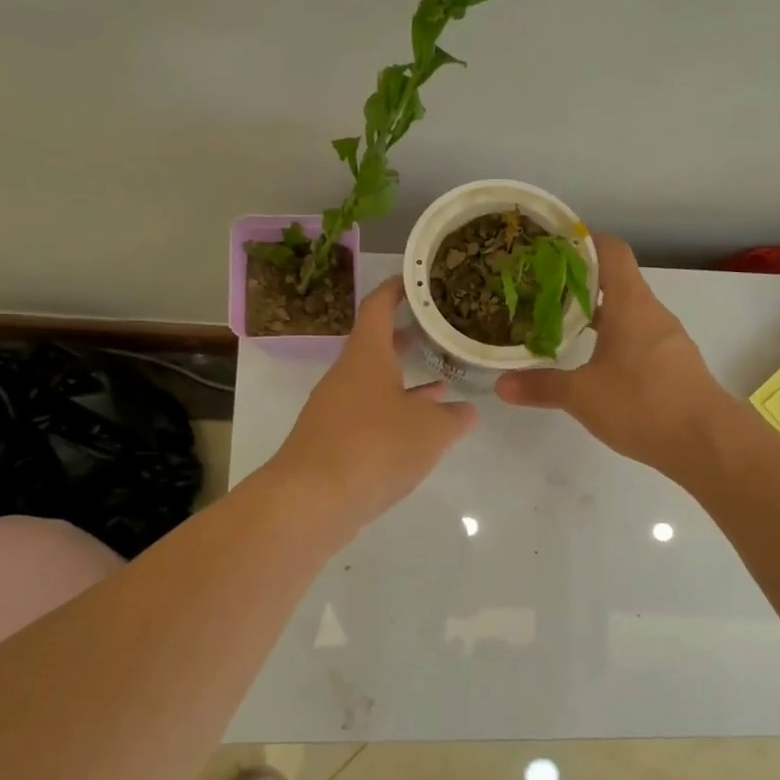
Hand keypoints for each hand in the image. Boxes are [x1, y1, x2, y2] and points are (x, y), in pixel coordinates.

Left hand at [270, 279, 477, 525]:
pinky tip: (417, 433)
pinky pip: (368, 416)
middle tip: (440, 332)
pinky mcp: (332, 441)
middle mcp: (346, 375)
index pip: (378, 306)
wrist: (312, 500)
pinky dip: (394, 414)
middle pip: (377, 345)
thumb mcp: (431, 431)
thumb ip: (453, 418)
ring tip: (442, 382)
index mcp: (366, 356)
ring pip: (375, 384)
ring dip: (405, 381)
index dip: (397, 289)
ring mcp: (335, 409)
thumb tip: (466, 410)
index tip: (417, 280)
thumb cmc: (375, 447)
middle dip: (408, 338)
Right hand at [496, 235, 730, 478]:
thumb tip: (501, 384)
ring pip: (627, 311)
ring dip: (597, 313)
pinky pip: (638, 337)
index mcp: (630, 304)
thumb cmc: (642, 404)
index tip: (551, 245)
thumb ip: (541, 386)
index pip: (611, 250)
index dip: (583, 240)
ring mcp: (667, 339)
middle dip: (580, 281)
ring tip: (560, 323)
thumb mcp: (582, 395)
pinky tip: (593, 361)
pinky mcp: (673, 364)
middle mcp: (651, 312)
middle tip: (541, 289)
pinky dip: (614, 338)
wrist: (706, 441)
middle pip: (616, 280)